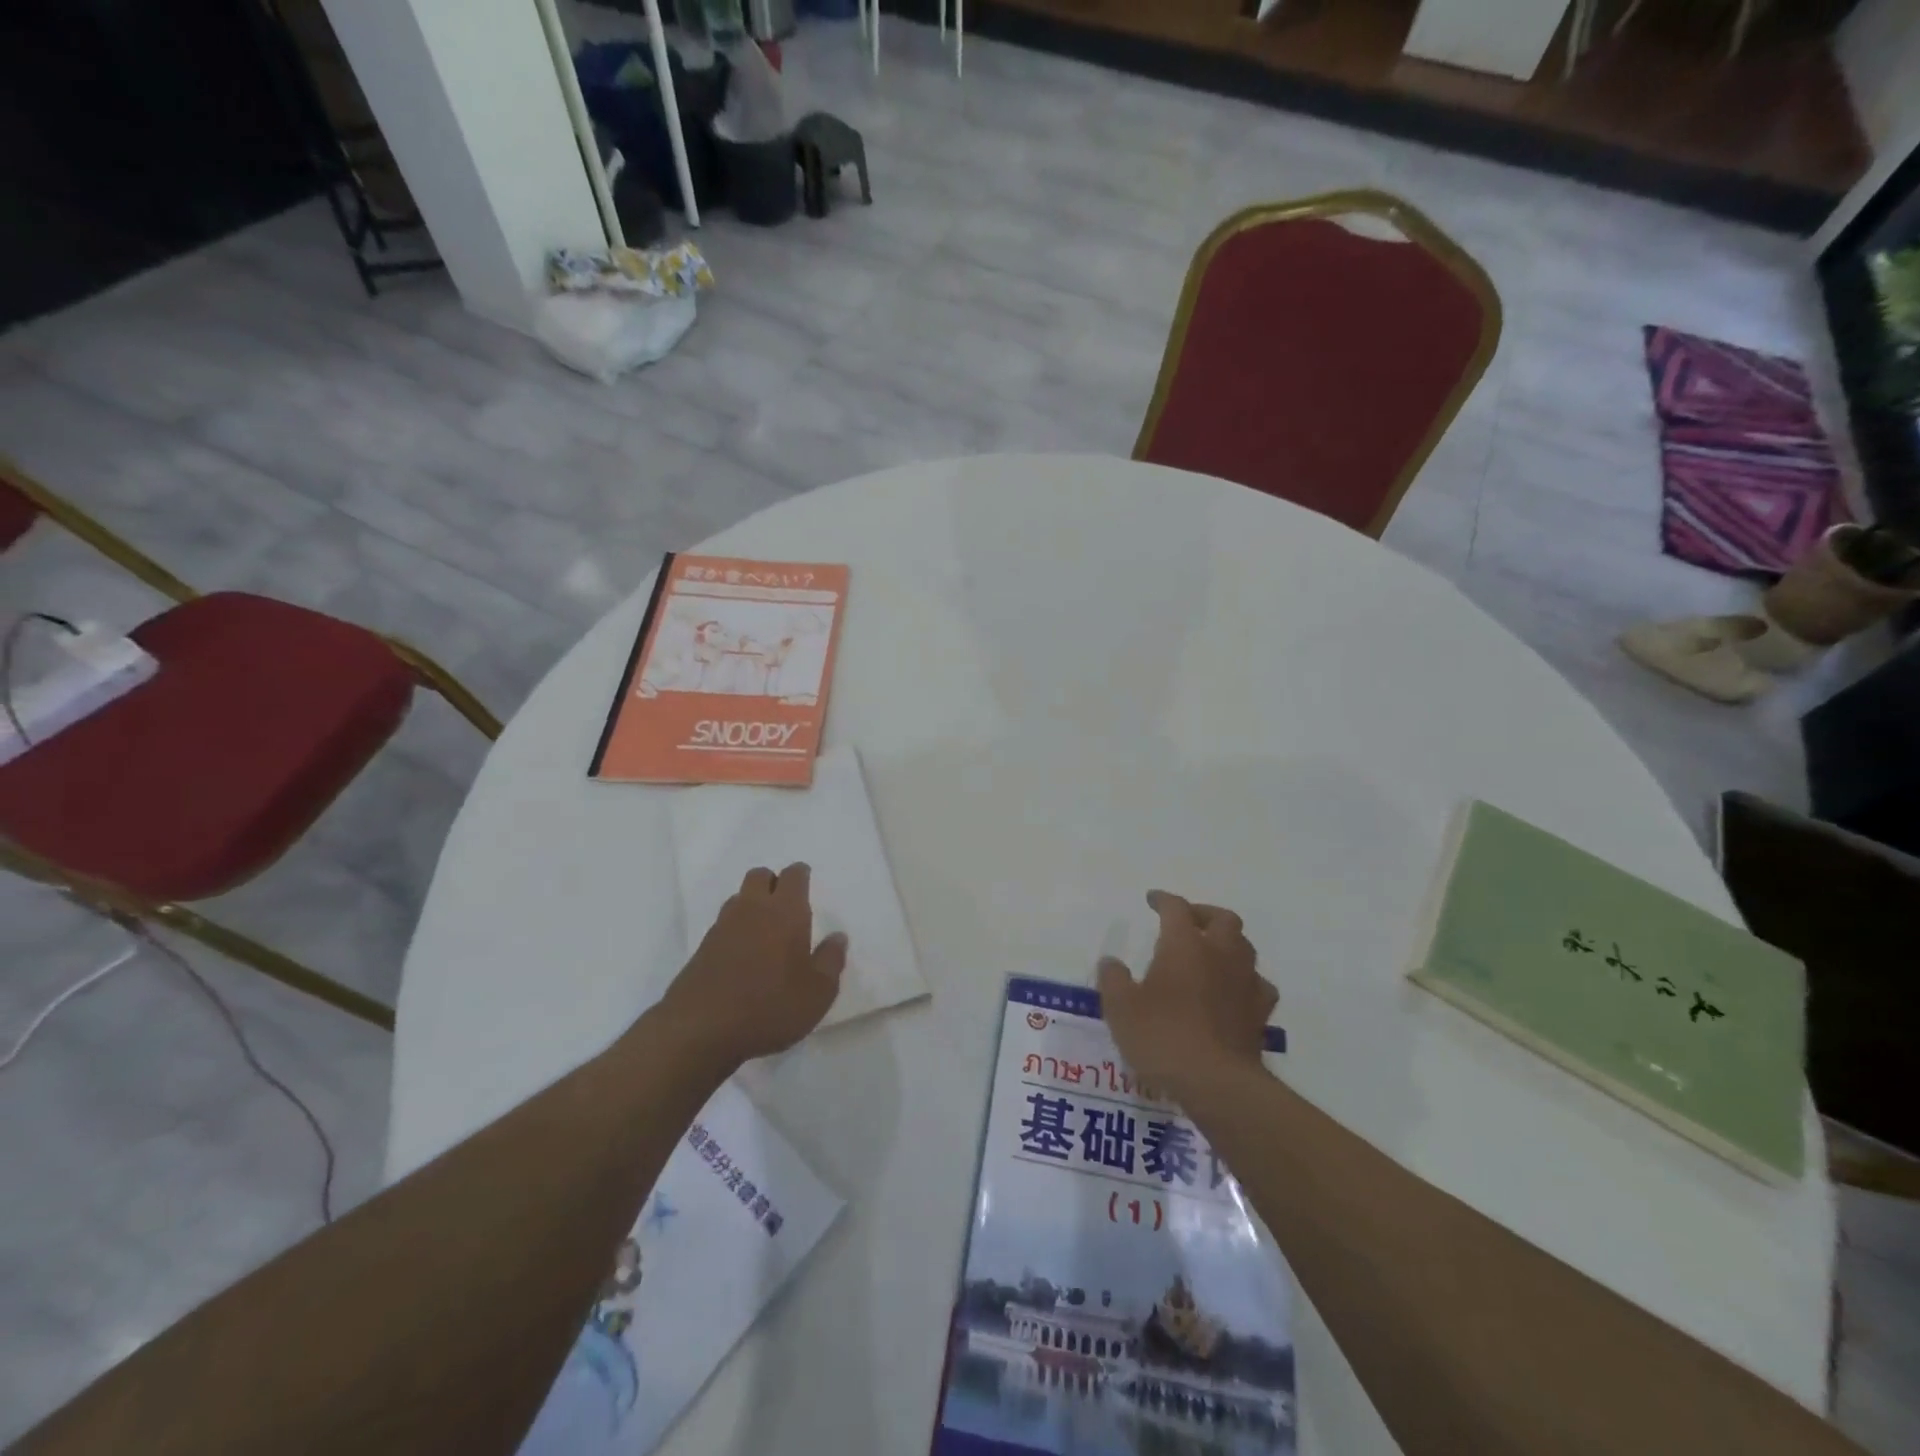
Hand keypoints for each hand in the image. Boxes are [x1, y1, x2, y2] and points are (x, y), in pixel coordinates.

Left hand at [659, 863, 847, 1069]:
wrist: (700, 1030)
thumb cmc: (770, 1006)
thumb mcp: (818, 992)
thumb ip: (831, 960)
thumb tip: (837, 937)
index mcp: (786, 912)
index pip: (793, 876)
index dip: (801, 875)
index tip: (807, 884)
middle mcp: (752, 909)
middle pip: (760, 876)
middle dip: (773, 882)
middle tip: (786, 906)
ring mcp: (722, 927)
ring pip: (739, 899)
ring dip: (752, 905)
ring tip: (765, 931)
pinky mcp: (702, 949)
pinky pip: (723, 925)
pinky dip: (736, 930)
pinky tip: (743, 956)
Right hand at [1097, 890, 1276, 1100]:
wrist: (1217, 1083)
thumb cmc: (1163, 1036)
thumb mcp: (1121, 1008)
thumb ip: (1113, 980)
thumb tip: (1111, 962)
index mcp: (1184, 944)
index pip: (1176, 908)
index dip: (1163, 900)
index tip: (1152, 900)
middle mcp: (1220, 954)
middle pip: (1223, 918)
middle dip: (1204, 914)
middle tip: (1187, 922)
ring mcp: (1245, 983)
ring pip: (1245, 948)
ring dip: (1227, 944)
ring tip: (1210, 954)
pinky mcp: (1260, 1014)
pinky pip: (1257, 985)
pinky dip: (1244, 981)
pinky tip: (1233, 992)